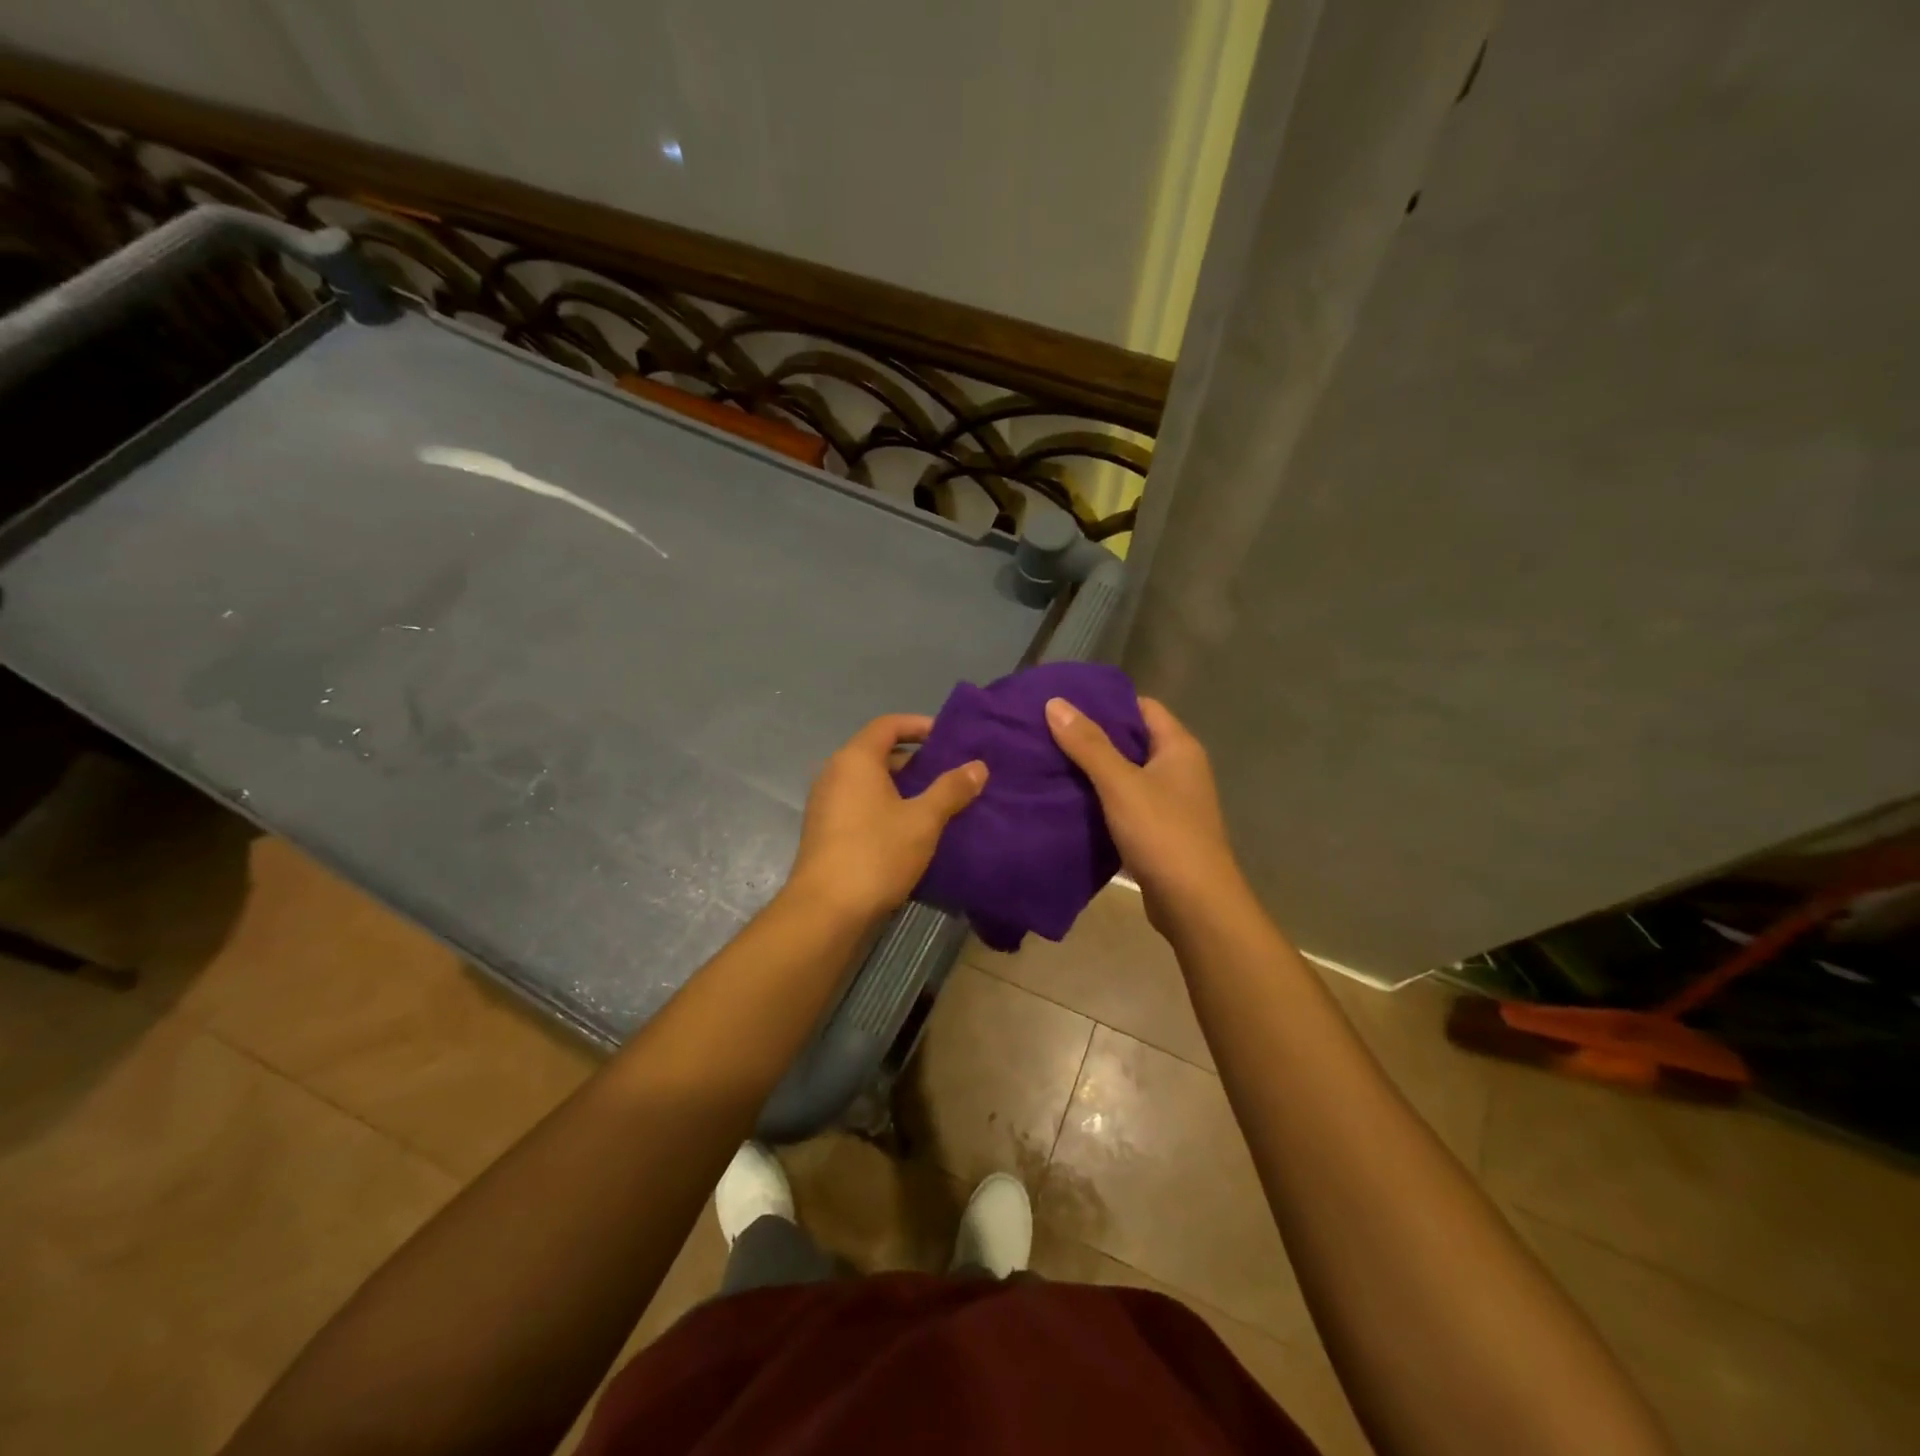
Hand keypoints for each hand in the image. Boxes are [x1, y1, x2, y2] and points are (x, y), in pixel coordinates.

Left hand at [786, 714, 987, 923]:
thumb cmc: (876, 854)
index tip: (949, 738)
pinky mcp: (826, 830)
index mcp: (855, 759)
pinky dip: (886, 806)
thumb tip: (978, 766)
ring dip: (902, 786)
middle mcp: (834, 773)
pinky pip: (861, 804)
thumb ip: (951, 790)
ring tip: (938, 801)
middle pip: (878, 752)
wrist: (826, 910)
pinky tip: (911, 829)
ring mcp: (826, 803)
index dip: (919, 725)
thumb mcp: (922, 820)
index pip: (888, 725)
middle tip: (950, 772)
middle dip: (915, 759)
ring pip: (870, 782)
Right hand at [1045, 695, 1243, 932]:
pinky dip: (1100, 800)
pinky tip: (1068, 801)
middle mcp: (1180, 769)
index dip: (1106, 702)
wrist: (1194, 904)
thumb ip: (1088, 744)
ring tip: (1050, 762)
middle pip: (1132, 740)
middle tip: (1048, 731)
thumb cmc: (1162, 833)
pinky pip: (1125, 804)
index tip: (1066, 703)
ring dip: (1094, 771)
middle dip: (1093, 736)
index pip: (1142, 707)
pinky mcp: (1159, 831)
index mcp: (1179, 747)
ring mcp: (1171, 802)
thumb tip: (1055, 702)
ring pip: (1126, 775)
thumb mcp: (1120, 784)